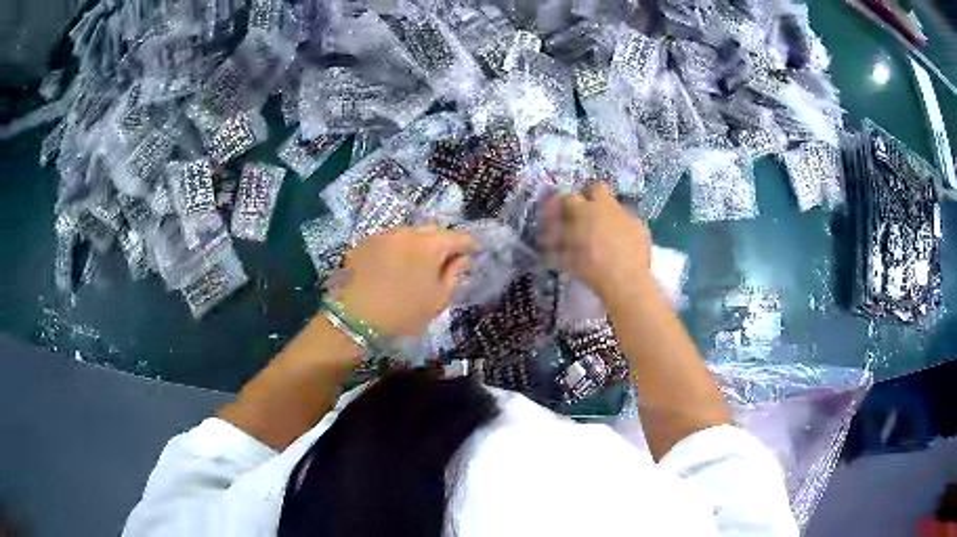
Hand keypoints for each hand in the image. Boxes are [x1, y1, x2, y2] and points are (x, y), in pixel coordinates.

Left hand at [330, 226, 477, 336]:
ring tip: (415, 264)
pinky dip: (396, 250)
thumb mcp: (437, 300)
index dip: (469, 243)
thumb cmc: (403, 313)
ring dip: (417, 245)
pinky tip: (392, 268)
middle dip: (442, 241)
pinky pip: (388, 241)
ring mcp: (383, 235)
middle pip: (432, 230)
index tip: (475, 250)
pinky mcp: (365, 243)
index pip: (458, 236)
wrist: (355, 318)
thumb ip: (454, 275)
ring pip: (408, 234)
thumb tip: (462, 259)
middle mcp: (407, 232)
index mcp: (430, 245)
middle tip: (445, 259)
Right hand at [541, 183, 652, 301]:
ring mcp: (625, 215)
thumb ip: (557, 240)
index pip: (569, 196)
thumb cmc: (592, 268)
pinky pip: (629, 222)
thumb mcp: (567, 257)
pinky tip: (622, 246)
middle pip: (597, 189)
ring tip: (605, 237)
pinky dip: (623, 230)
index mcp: (584, 210)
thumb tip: (548, 234)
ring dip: (608, 216)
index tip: (563, 213)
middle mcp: (605, 206)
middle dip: (591, 197)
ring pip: (615, 206)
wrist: (627, 281)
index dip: (565, 203)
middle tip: (586, 216)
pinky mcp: (640, 227)